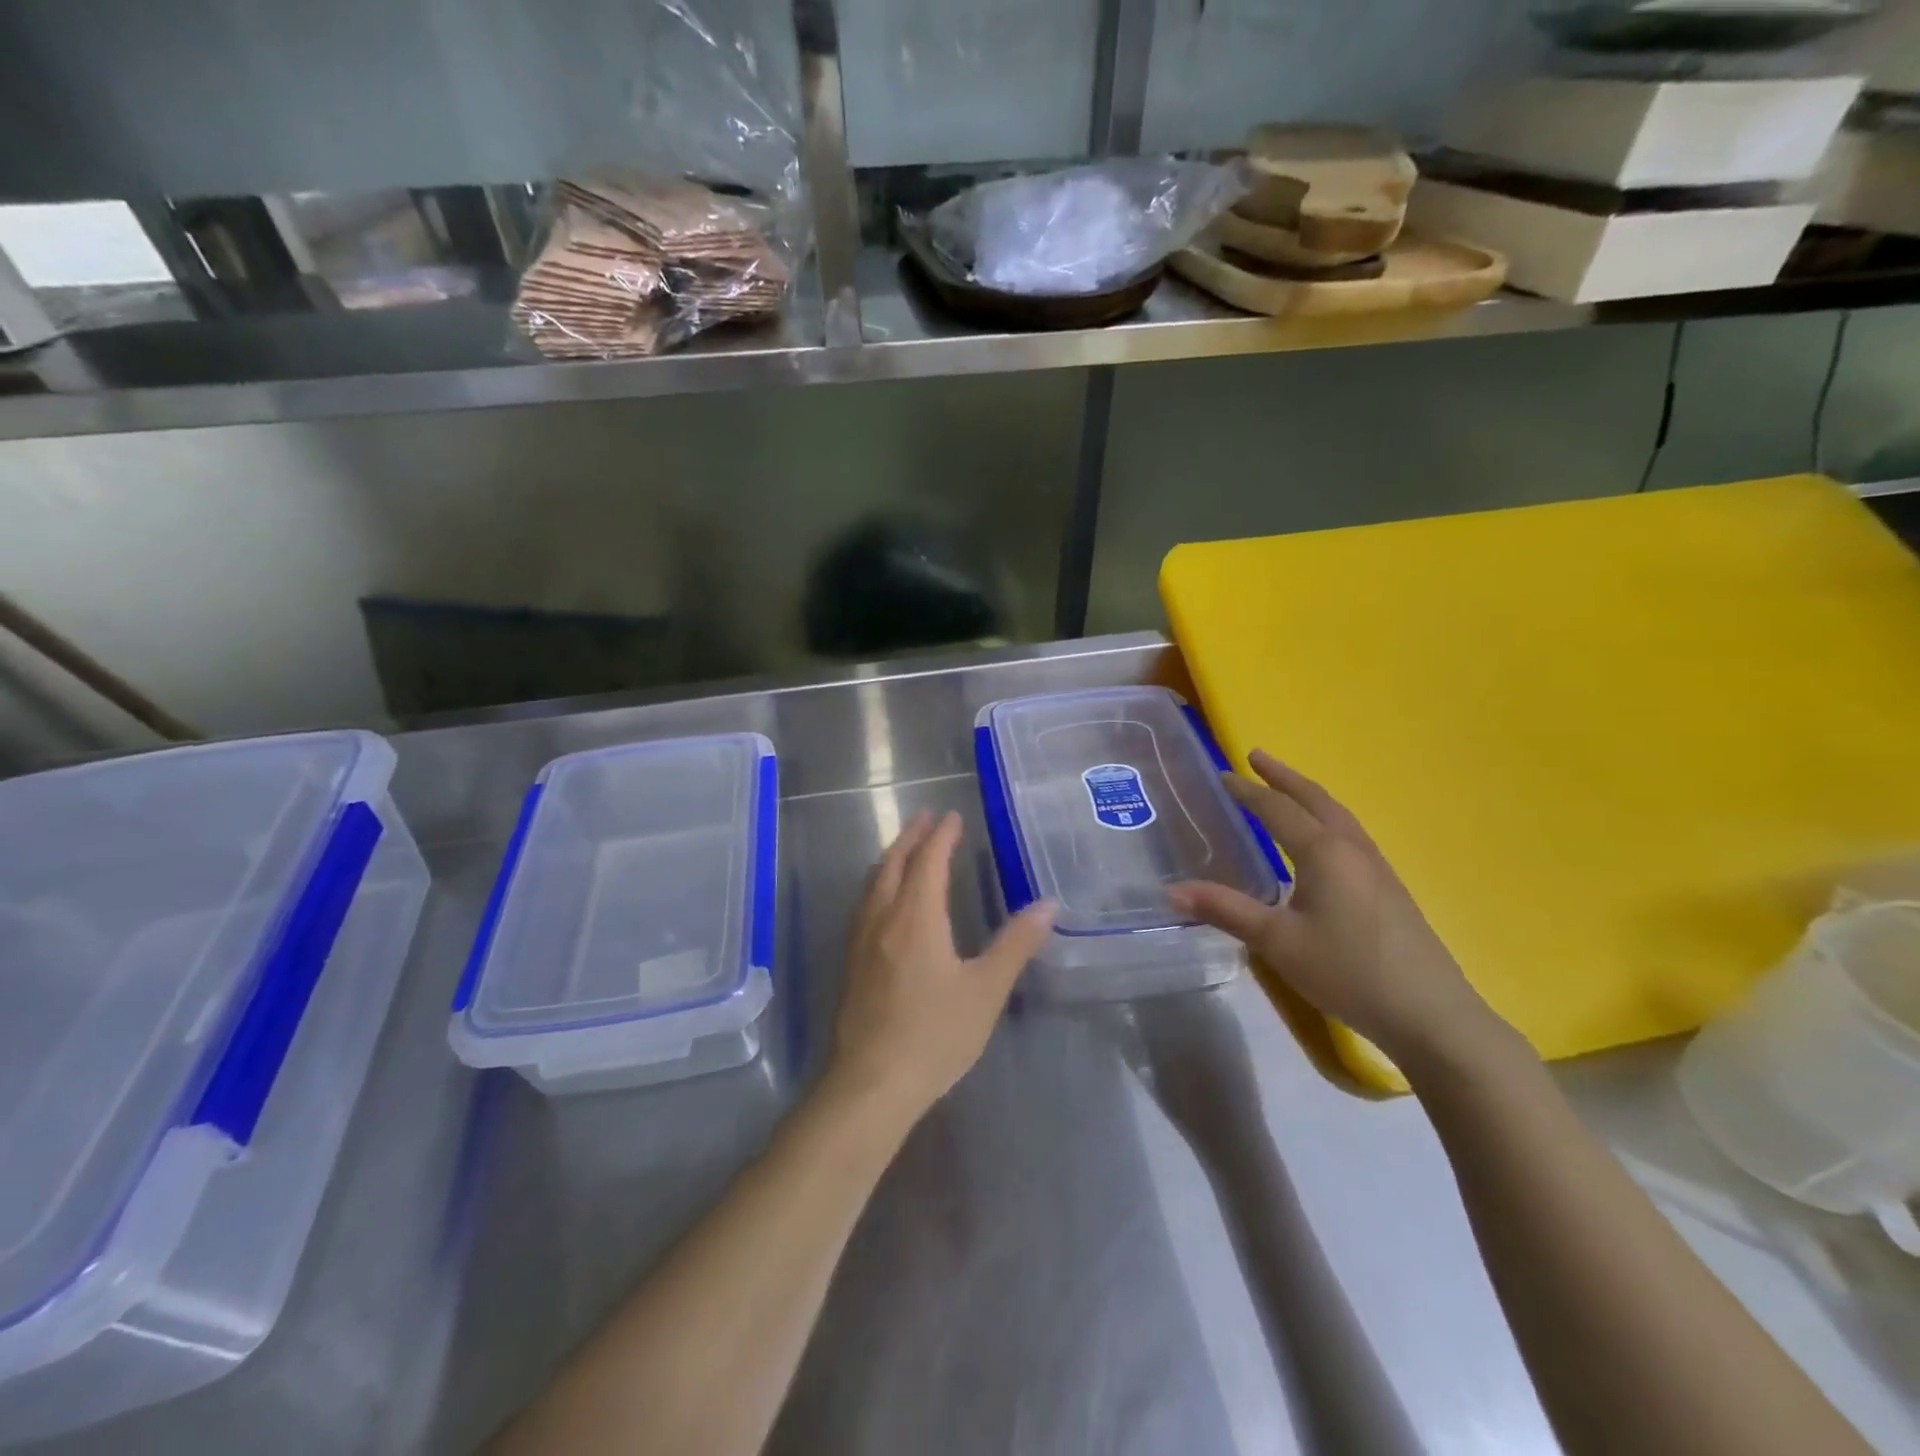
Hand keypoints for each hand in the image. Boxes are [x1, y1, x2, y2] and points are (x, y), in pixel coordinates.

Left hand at [829, 810, 1056, 1123]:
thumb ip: (1015, 944)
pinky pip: (864, 904)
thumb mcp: (986, 990)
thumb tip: (1047, 905)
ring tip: (906, 849)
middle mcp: (882, 918)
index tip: (952, 815)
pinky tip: (884, 900)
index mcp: (915, 917)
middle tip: (926, 818)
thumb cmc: (934, 1035)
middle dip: (911, 837)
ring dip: (891, 857)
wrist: (871, 1084)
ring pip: (873, 883)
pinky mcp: (851, 963)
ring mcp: (860, 941)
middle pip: (893, 863)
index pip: (928, 861)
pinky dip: (879, 883)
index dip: (941, 836)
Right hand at [1169, 750, 1501, 1067]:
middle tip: (1256, 757)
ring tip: (1286, 790)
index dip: (1248, 791)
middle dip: (1283, 777)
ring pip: (1338, 815)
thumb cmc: (1347, 971)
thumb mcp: (1277, 942)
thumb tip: (1170, 891)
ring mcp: (1376, 868)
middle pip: (1315, 800)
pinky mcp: (1389, 889)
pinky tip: (1321, 842)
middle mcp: (1352, 849)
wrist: (1431, 1014)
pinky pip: (1350, 835)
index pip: (1277, 810)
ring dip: (1308, 796)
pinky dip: (1326, 819)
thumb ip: (1225, 910)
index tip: (1223, 774)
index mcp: (1323, 852)